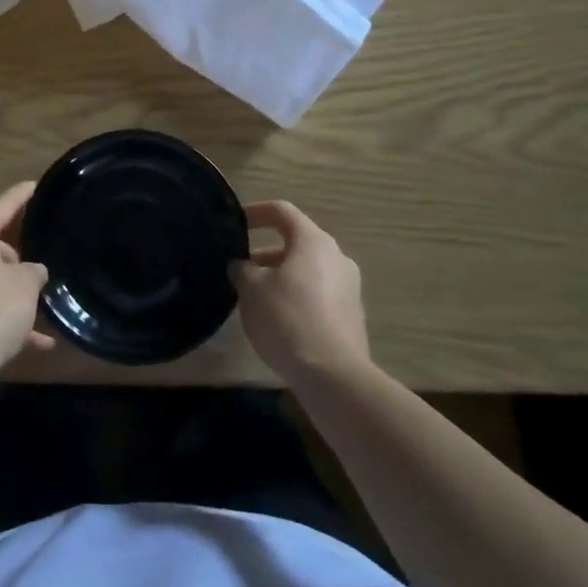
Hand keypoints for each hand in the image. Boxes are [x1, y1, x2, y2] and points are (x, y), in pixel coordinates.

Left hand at [0, 182, 54, 377]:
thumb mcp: (27, 284)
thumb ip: (34, 270)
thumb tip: (32, 271)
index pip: (2, 206)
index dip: (21, 195)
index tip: (36, 186)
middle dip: (18, 254)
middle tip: (43, 262)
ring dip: (14, 289)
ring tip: (42, 301)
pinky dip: (7, 317)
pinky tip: (39, 341)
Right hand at [231, 200, 370, 383]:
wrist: (332, 375)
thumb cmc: (287, 318)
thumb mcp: (251, 289)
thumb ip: (242, 269)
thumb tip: (242, 265)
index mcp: (313, 241)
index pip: (282, 211)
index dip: (255, 213)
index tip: (235, 224)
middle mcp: (337, 257)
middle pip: (296, 242)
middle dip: (266, 252)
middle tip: (241, 268)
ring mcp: (349, 288)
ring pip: (308, 270)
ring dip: (280, 276)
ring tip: (255, 297)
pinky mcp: (351, 316)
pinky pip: (319, 294)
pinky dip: (297, 297)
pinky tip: (279, 320)